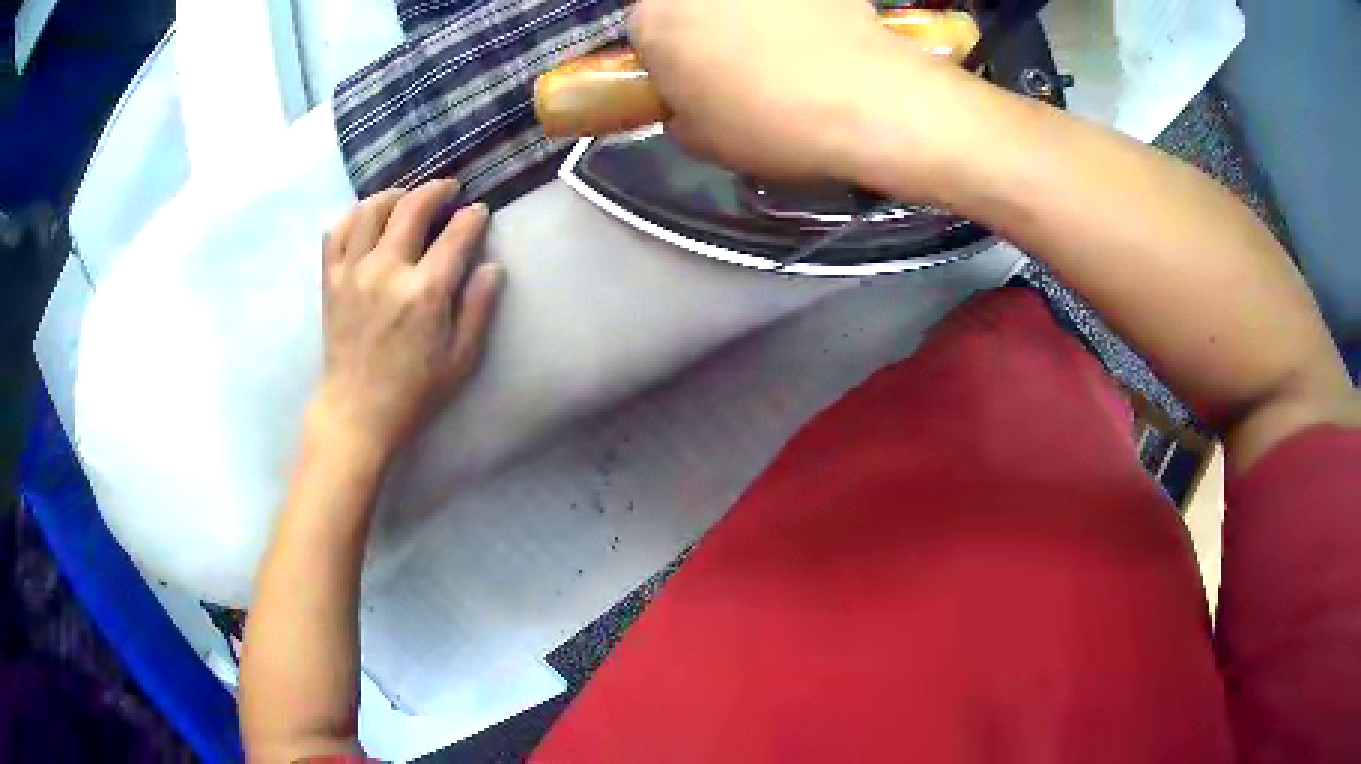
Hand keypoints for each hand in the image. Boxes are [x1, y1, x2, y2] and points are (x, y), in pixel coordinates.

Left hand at [311, 179, 502, 461]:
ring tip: (407, 199)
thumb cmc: (413, 392)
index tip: (479, 213)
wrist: (357, 413)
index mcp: (424, 292)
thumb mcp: (460, 359)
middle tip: (449, 190)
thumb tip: (492, 266)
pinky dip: (353, 216)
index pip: (456, 234)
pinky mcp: (331, 280)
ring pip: (370, 209)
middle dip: (437, 190)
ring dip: (394, 195)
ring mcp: (353, 272)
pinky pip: (337, 231)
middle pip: (412, 207)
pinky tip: (367, 219)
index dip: (472, 217)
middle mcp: (386, 271)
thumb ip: (479, 308)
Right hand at [628, 0, 950, 179]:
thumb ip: (679, 114)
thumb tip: (688, 107)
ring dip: (749, 19)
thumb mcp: (702, 142)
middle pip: (687, 6)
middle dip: (703, 31)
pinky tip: (819, 45)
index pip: (642, 33)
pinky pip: (791, 5)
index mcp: (655, 18)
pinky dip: (796, 16)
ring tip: (787, 56)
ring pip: (740, 3)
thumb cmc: (769, 122)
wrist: (867, 100)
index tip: (691, 83)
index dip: (667, 60)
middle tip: (734, 68)